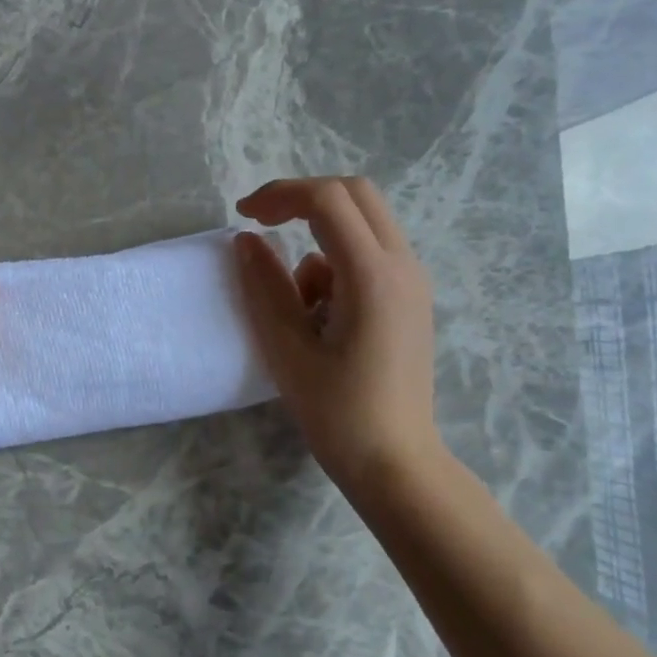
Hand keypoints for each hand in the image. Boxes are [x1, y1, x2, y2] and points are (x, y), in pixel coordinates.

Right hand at [233, 177, 444, 505]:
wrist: (397, 463)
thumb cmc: (338, 412)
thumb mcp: (287, 348)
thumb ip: (264, 286)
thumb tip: (247, 240)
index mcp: (372, 275)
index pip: (328, 199)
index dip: (280, 194)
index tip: (243, 216)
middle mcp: (402, 265)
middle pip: (354, 194)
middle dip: (302, 199)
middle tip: (263, 224)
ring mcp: (413, 281)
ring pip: (364, 222)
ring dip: (320, 237)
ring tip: (297, 300)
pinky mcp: (411, 298)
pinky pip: (371, 253)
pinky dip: (337, 262)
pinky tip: (321, 314)